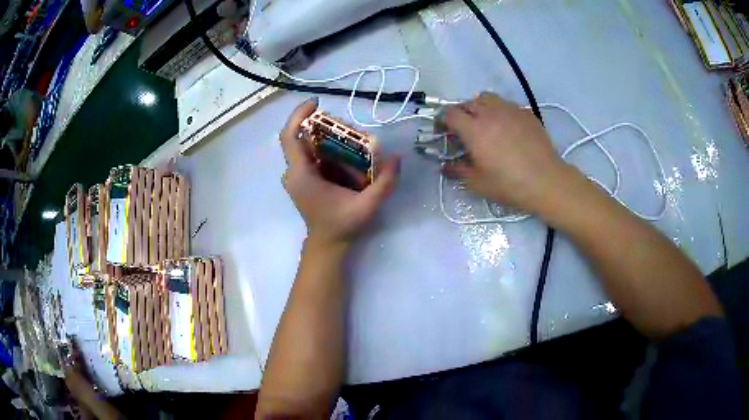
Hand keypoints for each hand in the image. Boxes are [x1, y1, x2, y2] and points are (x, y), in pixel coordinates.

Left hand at [280, 98, 399, 247]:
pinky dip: (327, 149)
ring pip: (307, 146)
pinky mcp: (302, 179)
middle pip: (302, 137)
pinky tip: (346, 154)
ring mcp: (296, 176)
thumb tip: (396, 158)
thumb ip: (384, 183)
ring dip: (327, 138)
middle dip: (324, 127)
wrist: (328, 244)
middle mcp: (294, 172)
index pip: (290, 136)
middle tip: (349, 128)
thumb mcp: (367, 206)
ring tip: (351, 140)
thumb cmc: (342, 226)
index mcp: (301, 175)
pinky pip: (311, 156)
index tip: (317, 103)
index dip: (299, 115)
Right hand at [442, 92, 571, 214]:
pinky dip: (501, 111)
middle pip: (468, 102)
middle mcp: (490, 113)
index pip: (450, 113)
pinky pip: (507, 105)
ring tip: (486, 122)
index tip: (445, 131)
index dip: (443, 120)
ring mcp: (510, 110)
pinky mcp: (526, 113)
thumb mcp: (477, 183)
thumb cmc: (508, 184)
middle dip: (462, 113)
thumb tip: (444, 166)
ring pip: (488, 98)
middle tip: (465, 129)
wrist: (545, 181)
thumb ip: (457, 171)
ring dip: (481, 107)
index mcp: (474, 129)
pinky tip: (507, 128)